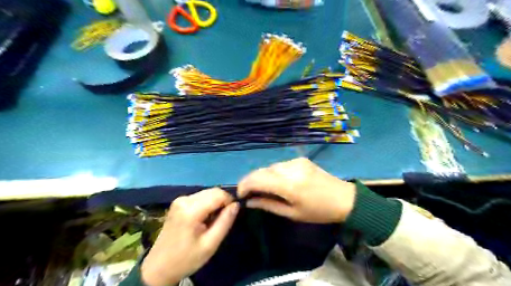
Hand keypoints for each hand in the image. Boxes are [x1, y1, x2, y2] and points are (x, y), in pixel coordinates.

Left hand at [140, 188, 237, 285]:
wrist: (159, 268)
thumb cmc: (186, 259)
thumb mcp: (210, 244)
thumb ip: (225, 222)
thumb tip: (236, 204)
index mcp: (190, 210)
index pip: (218, 195)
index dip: (230, 201)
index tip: (232, 214)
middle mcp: (184, 200)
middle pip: (213, 191)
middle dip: (223, 201)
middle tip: (224, 218)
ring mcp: (180, 200)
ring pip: (207, 193)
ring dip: (215, 203)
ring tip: (214, 220)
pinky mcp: (178, 202)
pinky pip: (200, 197)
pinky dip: (207, 204)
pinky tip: (205, 218)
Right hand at [239, 159, 356, 223]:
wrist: (343, 198)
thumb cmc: (318, 211)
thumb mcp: (292, 213)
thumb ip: (268, 205)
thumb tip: (249, 201)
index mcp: (289, 185)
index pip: (257, 179)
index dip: (244, 185)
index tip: (240, 194)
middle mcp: (290, 168)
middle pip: (261, 170)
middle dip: (251, 180)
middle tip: (249, 192)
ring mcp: (296, 161)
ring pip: (270, 167)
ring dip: (262, 176)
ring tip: (263, 188)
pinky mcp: (300, 159)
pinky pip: (280, 165)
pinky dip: (274, 173)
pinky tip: (278, 181)